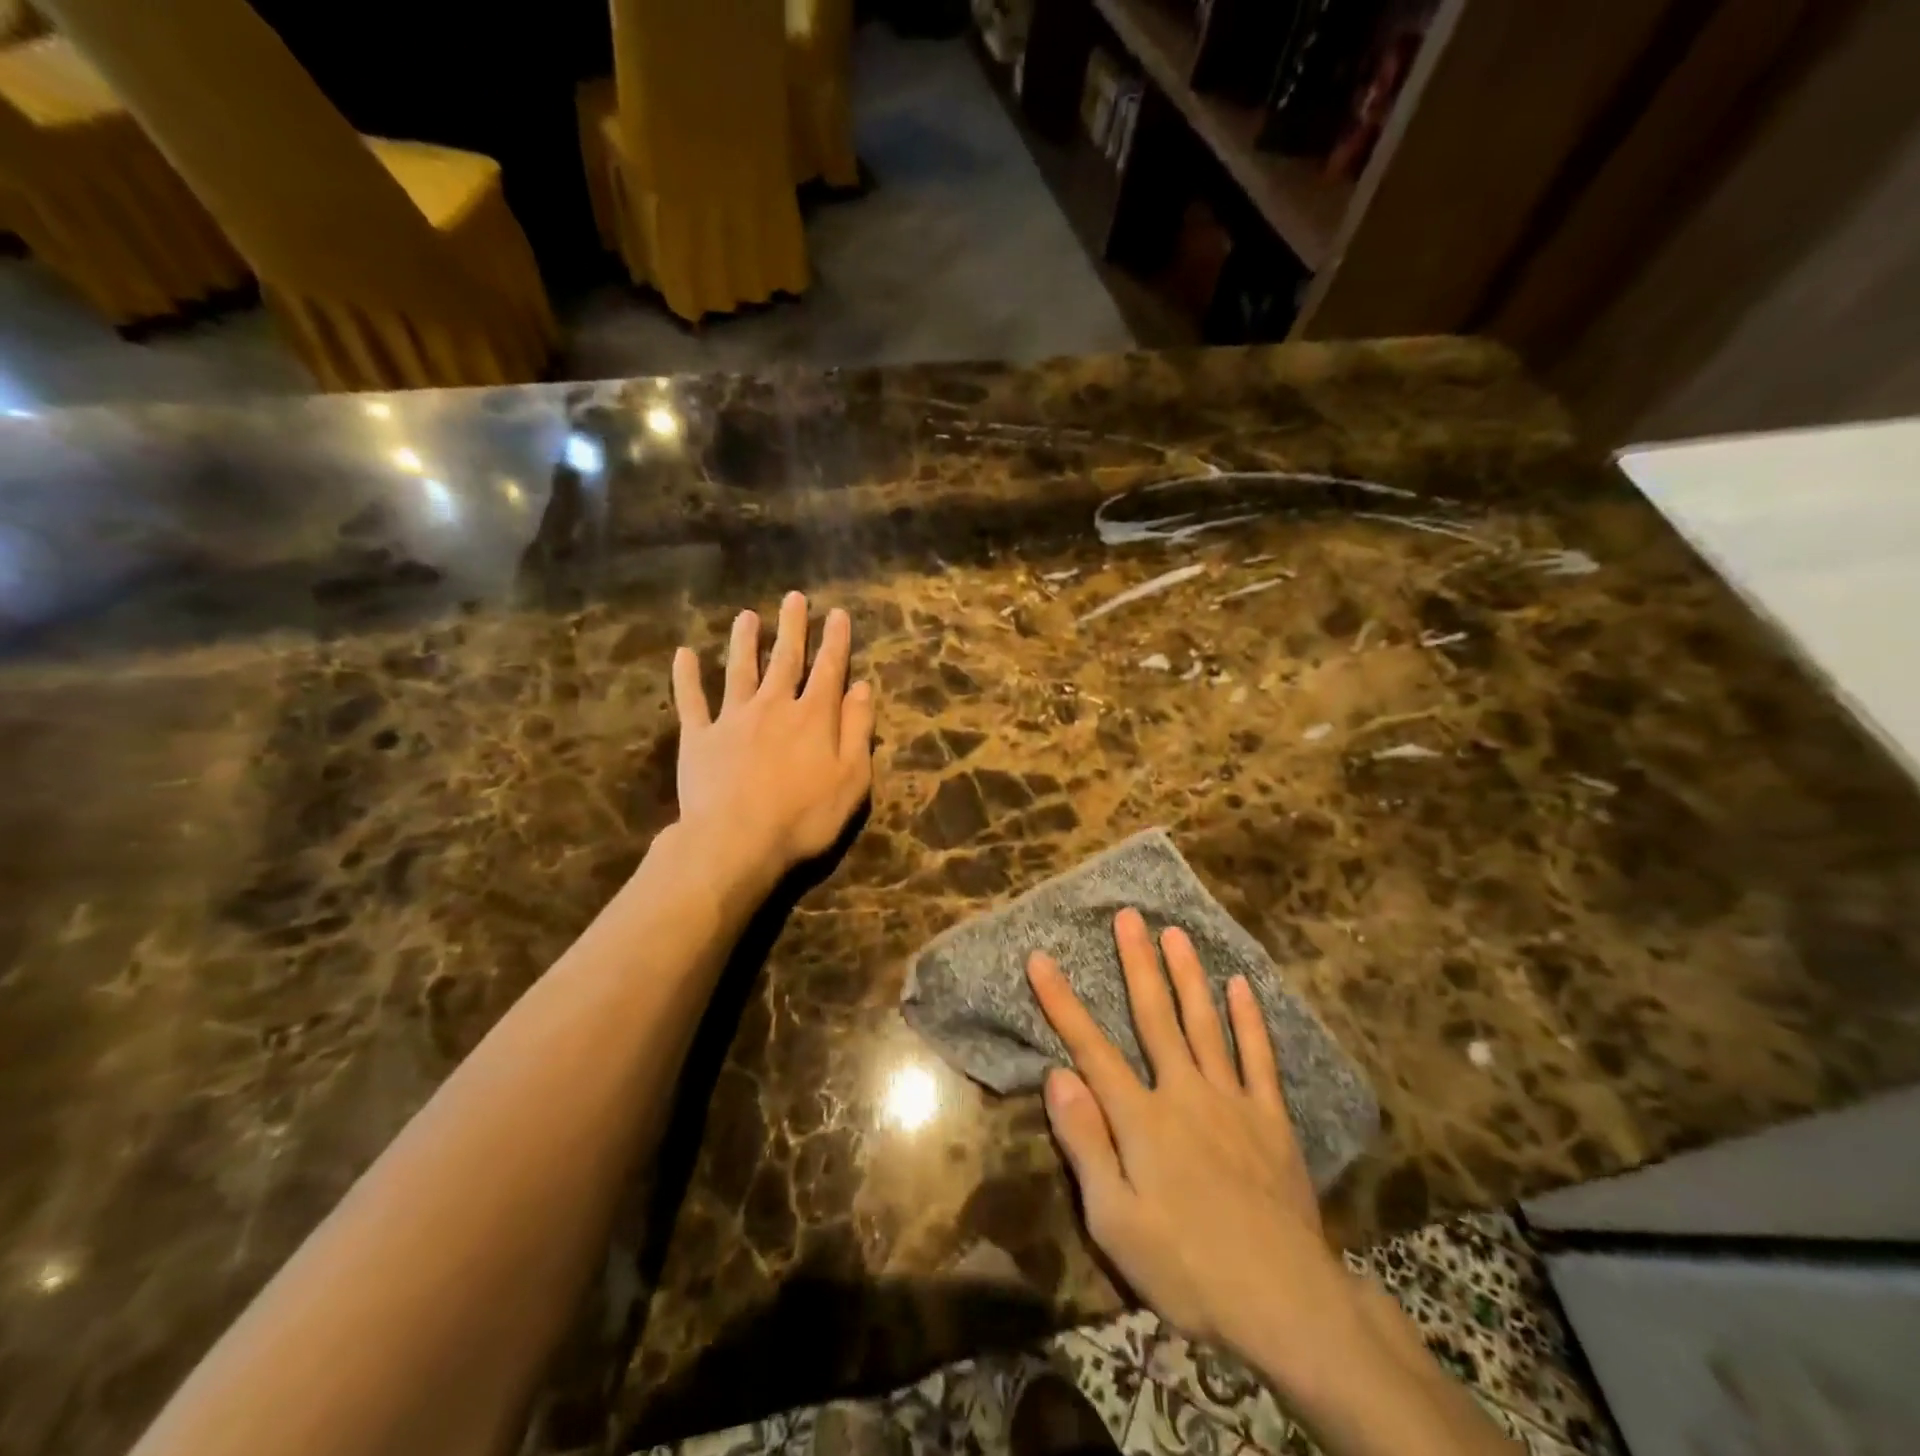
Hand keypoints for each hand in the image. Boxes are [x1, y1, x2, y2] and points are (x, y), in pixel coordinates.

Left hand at [670, 592, 874, 889]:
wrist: (736, 840)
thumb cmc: (804, 816)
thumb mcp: (851, 778)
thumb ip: (858, 730)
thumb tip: (862, 687)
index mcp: (813, 717)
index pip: (829, 670)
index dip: (835, 641)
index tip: (837, 614)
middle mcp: (773, 706)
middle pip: (785, 659)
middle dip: (792, 628)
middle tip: (794, 598)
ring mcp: (732, 719)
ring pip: (739, 670)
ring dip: (745, 641)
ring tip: (747, 616)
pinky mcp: (699, 738)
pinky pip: (692, 701)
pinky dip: (687, 677)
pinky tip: (684, 654)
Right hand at [1031, 909, 1520, 1455]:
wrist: (1287, 1304)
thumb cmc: (1188, 1268)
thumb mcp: (1115, 1222)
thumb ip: (1086, 1143)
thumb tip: (1059, 1074)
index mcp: (1142, 1118)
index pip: (1090, 1048)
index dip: (1062, 1002)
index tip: (1041, 957)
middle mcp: (1184, 1092)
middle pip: (1156, 1016)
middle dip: (1138, 963)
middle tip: (1130, 915)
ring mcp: (1232, 1100)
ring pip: (1206, 1023)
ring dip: (1188, 975)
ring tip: (1176, 933)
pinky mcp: (1271, 1118)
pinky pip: (1259, 1058)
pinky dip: (1249, 1019)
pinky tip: (1241, 986)